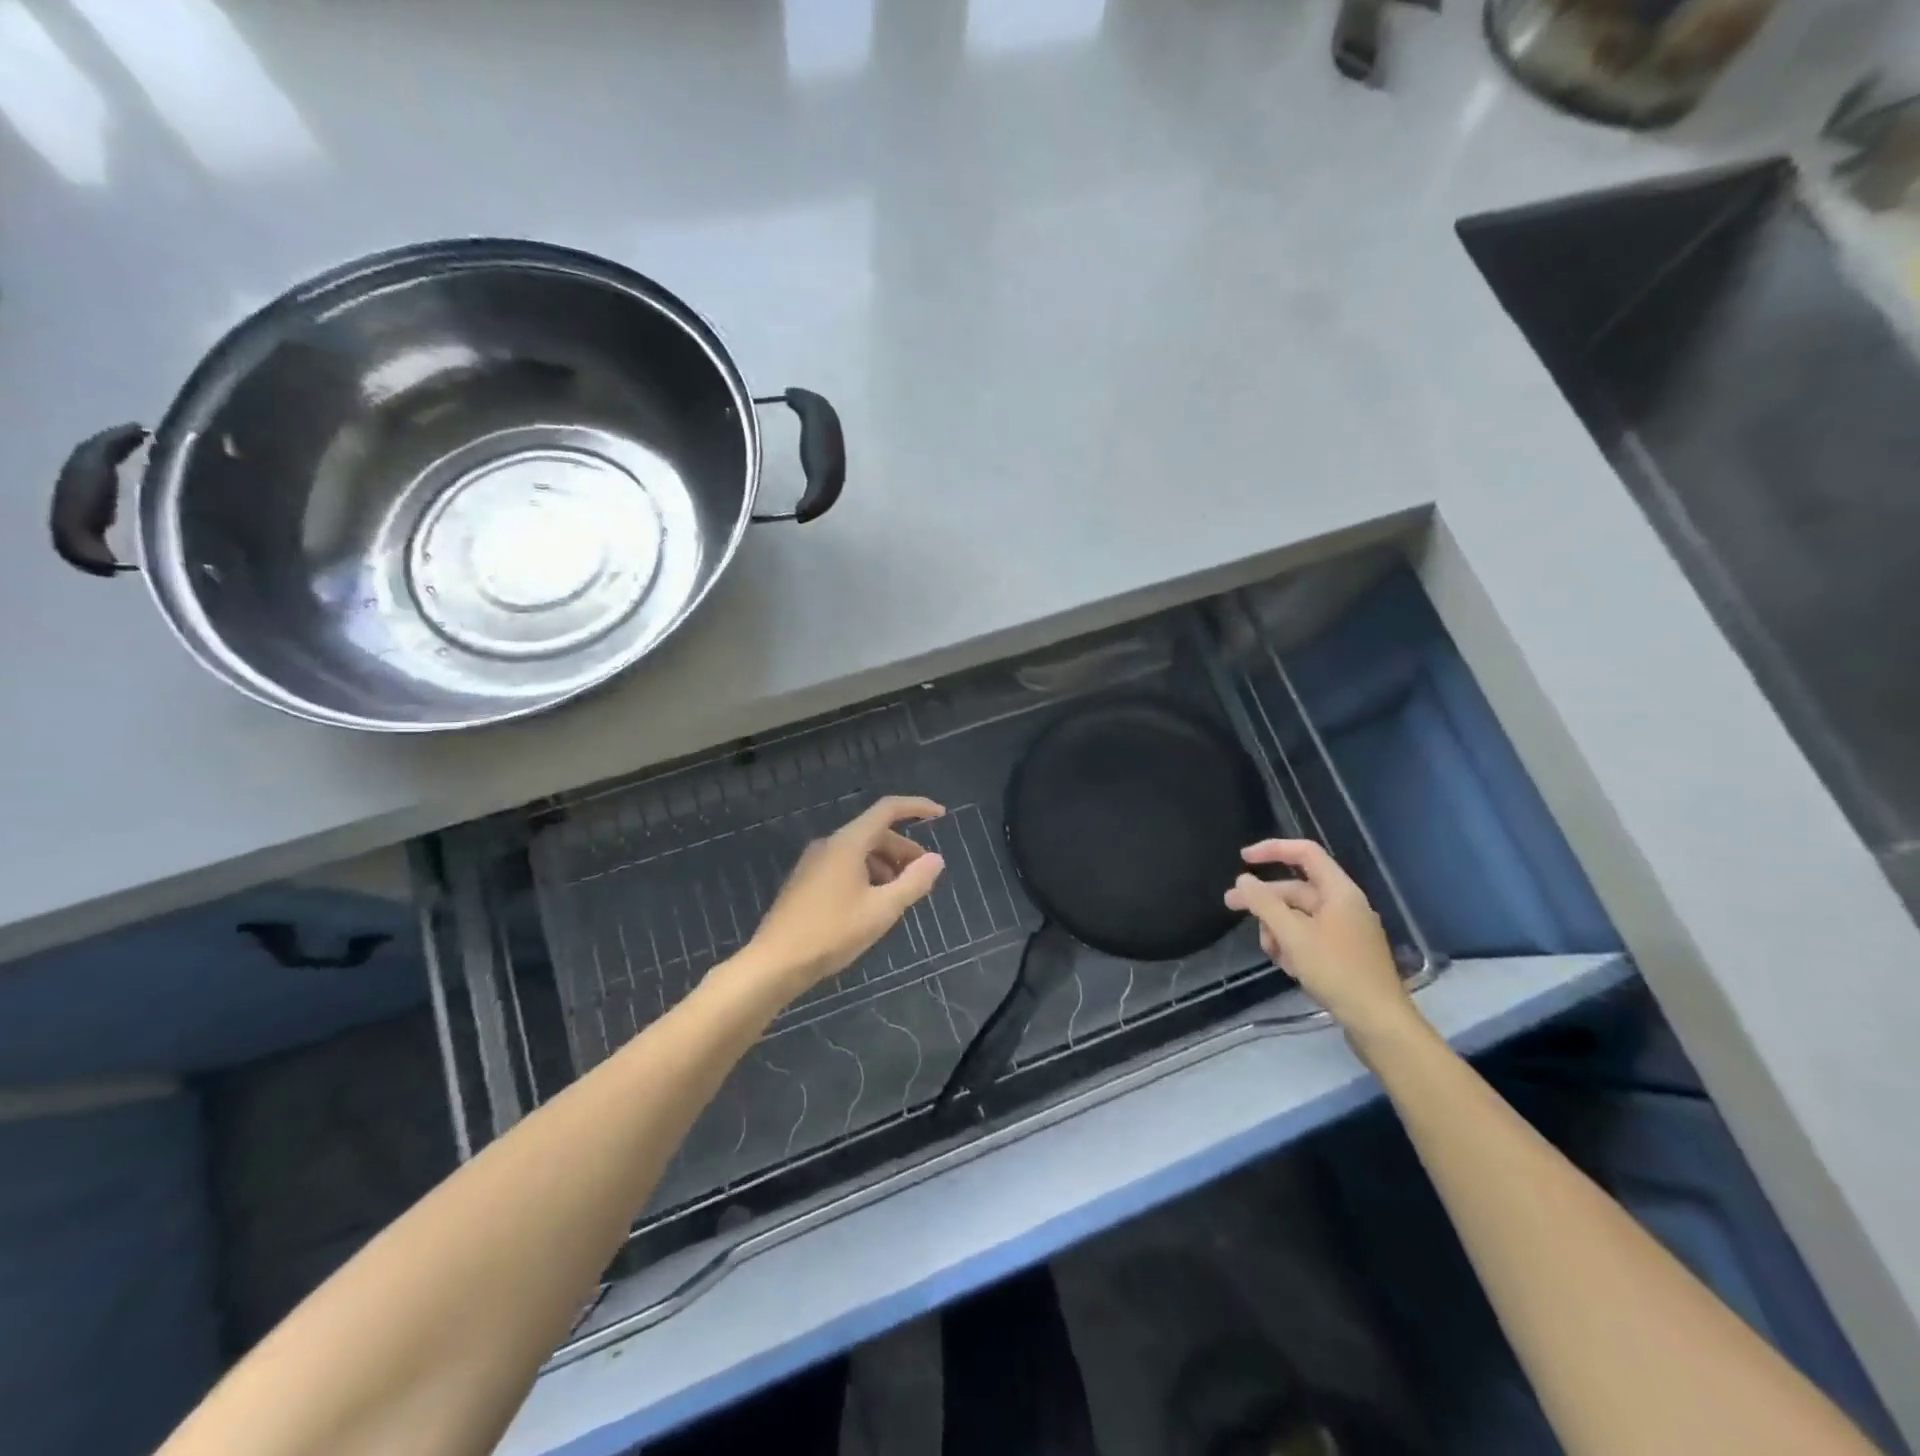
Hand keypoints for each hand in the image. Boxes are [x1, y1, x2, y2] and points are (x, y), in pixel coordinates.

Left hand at [744, 796, 946, 997]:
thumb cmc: (831, 933)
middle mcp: (829, 845)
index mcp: (847, 843)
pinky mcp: (805, 881)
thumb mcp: (882, 910)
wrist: (774, 963)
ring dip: (886, 865)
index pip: (887, 809)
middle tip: (924, 875)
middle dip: (904, 849)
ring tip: (900, 895)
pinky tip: (873, 904)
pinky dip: (867, 875)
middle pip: (875, 833)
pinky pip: (844, 866)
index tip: (941, 815)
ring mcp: (813, 863)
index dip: (917, 808)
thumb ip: (913, 882)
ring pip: (859, 851)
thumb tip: (936, 859)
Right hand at [1224, 839, 1421, 1050]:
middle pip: (1296, 889)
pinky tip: (1287, 965)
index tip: (1243, 858)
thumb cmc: (1336, 971)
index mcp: (1339, 891)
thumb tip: (1243, 880)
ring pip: (1299, 916)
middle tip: (1230, 905)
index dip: (1272, 849)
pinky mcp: (1344, 953)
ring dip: (1277, 928)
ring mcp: (1345, 930)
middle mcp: (1344, 905)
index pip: (1304, 853)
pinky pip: (1309, 937)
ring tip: (1271, 952)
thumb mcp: (1293, 935)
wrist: (1379, 1022)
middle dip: (1264, 899)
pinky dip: (1292, 945)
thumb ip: (1264, 904)